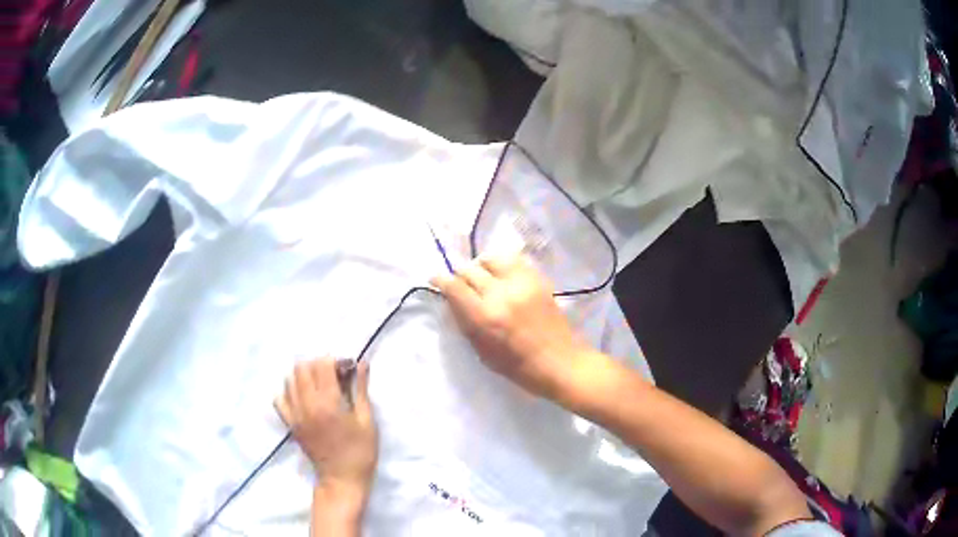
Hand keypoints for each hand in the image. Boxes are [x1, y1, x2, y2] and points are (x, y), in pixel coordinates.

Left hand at [275, 359, 376, 504]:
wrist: (342, 478)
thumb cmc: (361, 451)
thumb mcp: (367, 420)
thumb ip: (360, 389)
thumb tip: (361, 363)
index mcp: (329, 403)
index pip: (322, 365)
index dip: (334, 361)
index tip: (345, 370)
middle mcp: (307, 405)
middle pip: (302, 368)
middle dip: (317, 365)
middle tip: (332, 376)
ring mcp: (295, 414)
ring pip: (289, 379)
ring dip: (303, 376)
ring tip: (318, 386)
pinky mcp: (290, 424)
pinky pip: (280, 399)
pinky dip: (289, 392)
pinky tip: (302, 397)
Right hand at [431, 254, 611, 406]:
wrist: (561, 362)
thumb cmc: (519, 367)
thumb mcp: (482, 352)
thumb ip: (465, 323)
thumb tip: (452, 300)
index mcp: (484, 317)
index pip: (454, 286)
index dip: (441, 280)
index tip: (436, 279)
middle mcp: (501, 294)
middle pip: (470, 269)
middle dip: (460, 275)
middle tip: (461, 284)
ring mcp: (522, 284)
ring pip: (491, 258)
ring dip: (481, 266)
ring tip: (482, 277)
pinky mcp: (538, 280)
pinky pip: (514, 260)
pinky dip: (502, 264)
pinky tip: (502, 276)